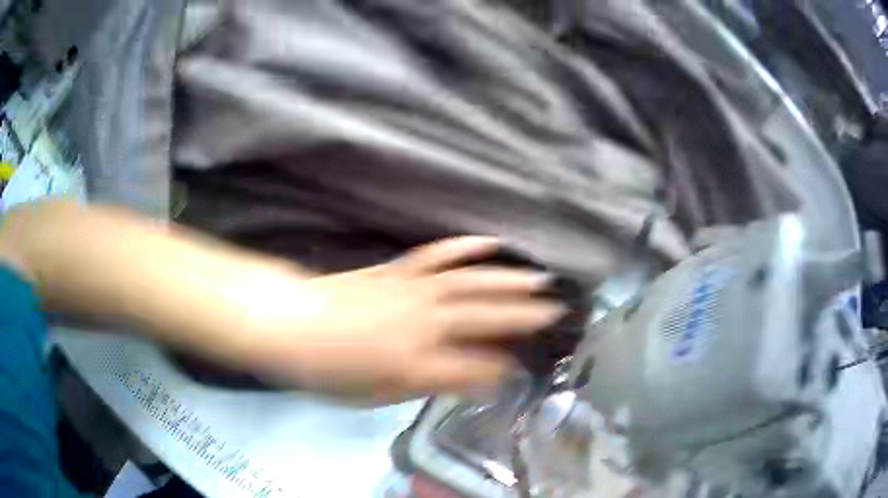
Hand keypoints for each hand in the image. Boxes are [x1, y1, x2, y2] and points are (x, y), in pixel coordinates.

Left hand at [241, 237, 565, 403]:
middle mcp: (424, 323)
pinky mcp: (400, 270)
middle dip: (526, 316)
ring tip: (541, 278)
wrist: (292, 323)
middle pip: (486, 318)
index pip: (476, 367)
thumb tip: (463, 381)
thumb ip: (423, 387)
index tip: (522, 369)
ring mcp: (414, 290)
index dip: (502, 370)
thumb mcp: (375, 396)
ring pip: (472, 282)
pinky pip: (440, 255)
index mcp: (417, 363)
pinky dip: (467, 247)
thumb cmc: (328, 370)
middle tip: (557, 312)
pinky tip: (491, 242)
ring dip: (510, 280)